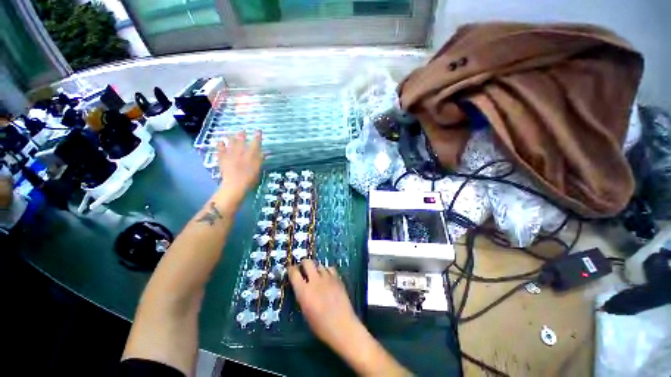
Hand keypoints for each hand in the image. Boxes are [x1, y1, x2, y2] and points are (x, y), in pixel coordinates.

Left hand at [216, 130, 262, 199]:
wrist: (235, 185)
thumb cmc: (250, 179)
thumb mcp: (258, 170)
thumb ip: (260, 160)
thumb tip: (265, 153)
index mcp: (251, 155)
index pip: (255, 143)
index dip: (257, 136)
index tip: (258, 131)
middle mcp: (241, 152)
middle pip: (241, 140)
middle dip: (242, 134)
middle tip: (243, 130)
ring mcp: (230, 154)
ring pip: (230, 142)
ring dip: (231, 137)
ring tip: (231, 134)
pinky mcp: (222, 158)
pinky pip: (220, 149)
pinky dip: (220, 144)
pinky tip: (220, 141)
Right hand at [288, 259, 358, 349]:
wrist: (342, 326)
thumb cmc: (321, 326)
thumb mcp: (306, 311)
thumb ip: (303, 296)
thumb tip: (301, 287)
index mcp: (304, 291)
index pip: (294, 273)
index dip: (291, 269)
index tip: (291, 270)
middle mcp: (315, 281)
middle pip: (307, 262)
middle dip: (304, 263)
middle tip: (303, 268)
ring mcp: (327, 278)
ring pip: (319, 265)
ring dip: (316, 268)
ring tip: (316, 275)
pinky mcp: (337, 278)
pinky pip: (330, 268)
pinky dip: (327, 271)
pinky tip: (327, 277)